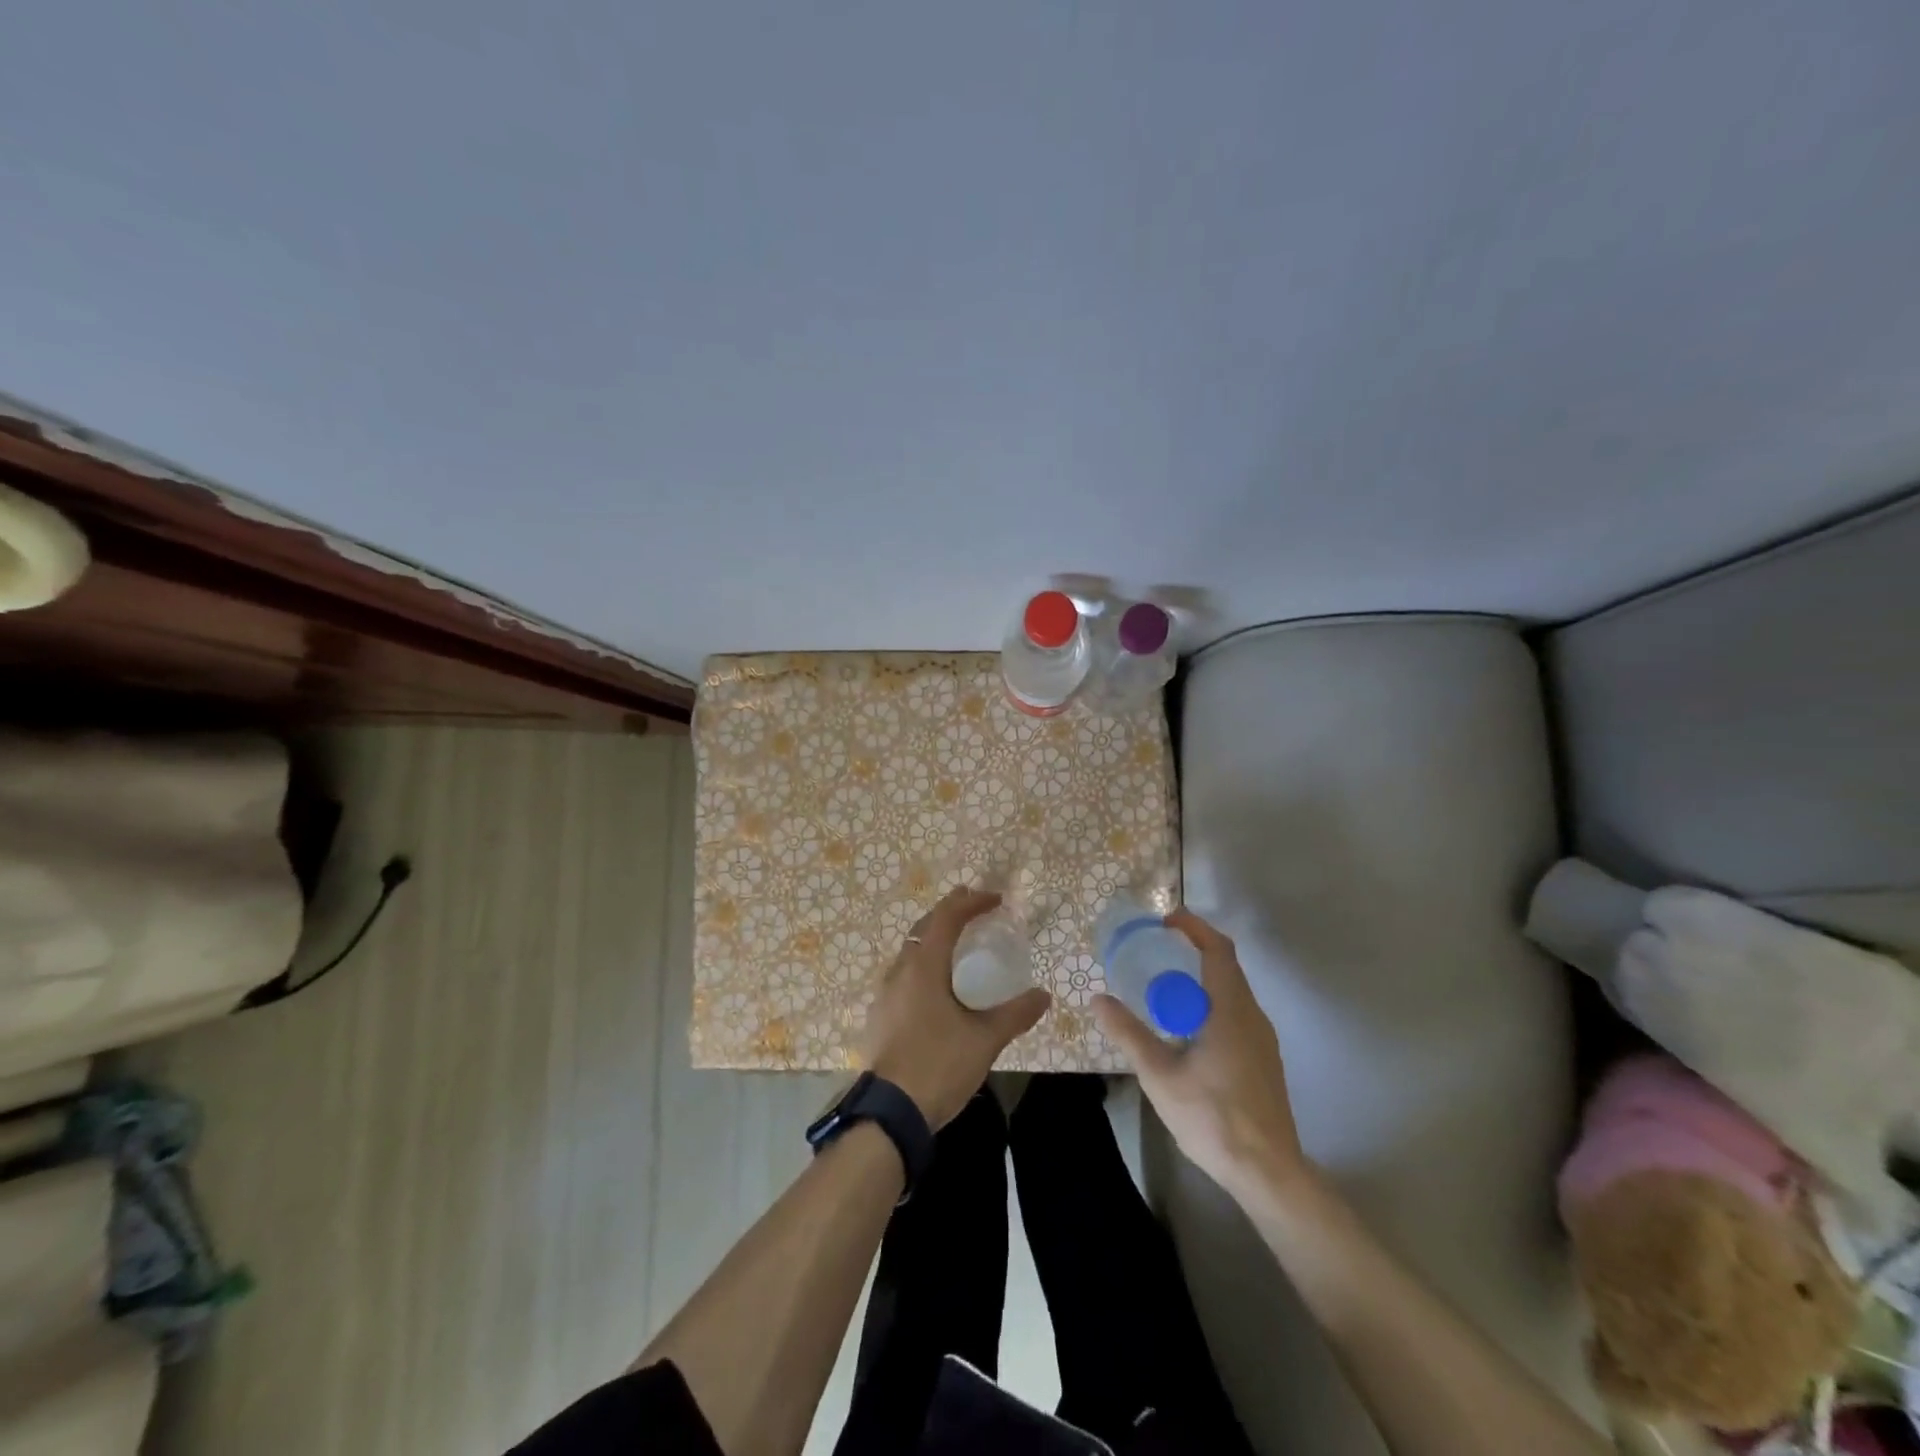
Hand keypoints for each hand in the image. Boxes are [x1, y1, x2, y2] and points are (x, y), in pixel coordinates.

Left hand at [865, 888, 1050, 1128]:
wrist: (890, 1114)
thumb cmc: (939, 1066)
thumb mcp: (985, 1039)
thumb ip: (1015, 1014)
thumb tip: (1043, 996)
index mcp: (923, 967)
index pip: (946, 918)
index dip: (971, 903)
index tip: (995, 899)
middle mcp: (899, 971)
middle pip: (924, 928)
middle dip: (950, 913)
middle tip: (975, 908)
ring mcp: (884, 994)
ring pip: (910, 951)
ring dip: (934, 939)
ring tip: (958, 944)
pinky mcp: (880, 1016)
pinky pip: (904, 975)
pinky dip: (924, 965)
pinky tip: (937, 986)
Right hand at [1092, 908, 1309, 1197]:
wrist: (1268, 1172)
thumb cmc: (1213, 1117)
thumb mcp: (1160, 1075)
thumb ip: (1129, 1034)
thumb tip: (1098, 999)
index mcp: (1231, 1010)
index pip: (1218, 949)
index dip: (1194, 927)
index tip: (1165, 921)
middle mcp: (1253, 1016)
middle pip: (1226, 966)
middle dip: (1192, 951)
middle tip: (1155, 953)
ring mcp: (1263, 1040)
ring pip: (1232, 992)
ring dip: (1201, 979)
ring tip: (1164, 990)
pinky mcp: (1264, 1060)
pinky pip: (1236, 1013)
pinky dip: (1210, 1003)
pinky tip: (1186, 1030)